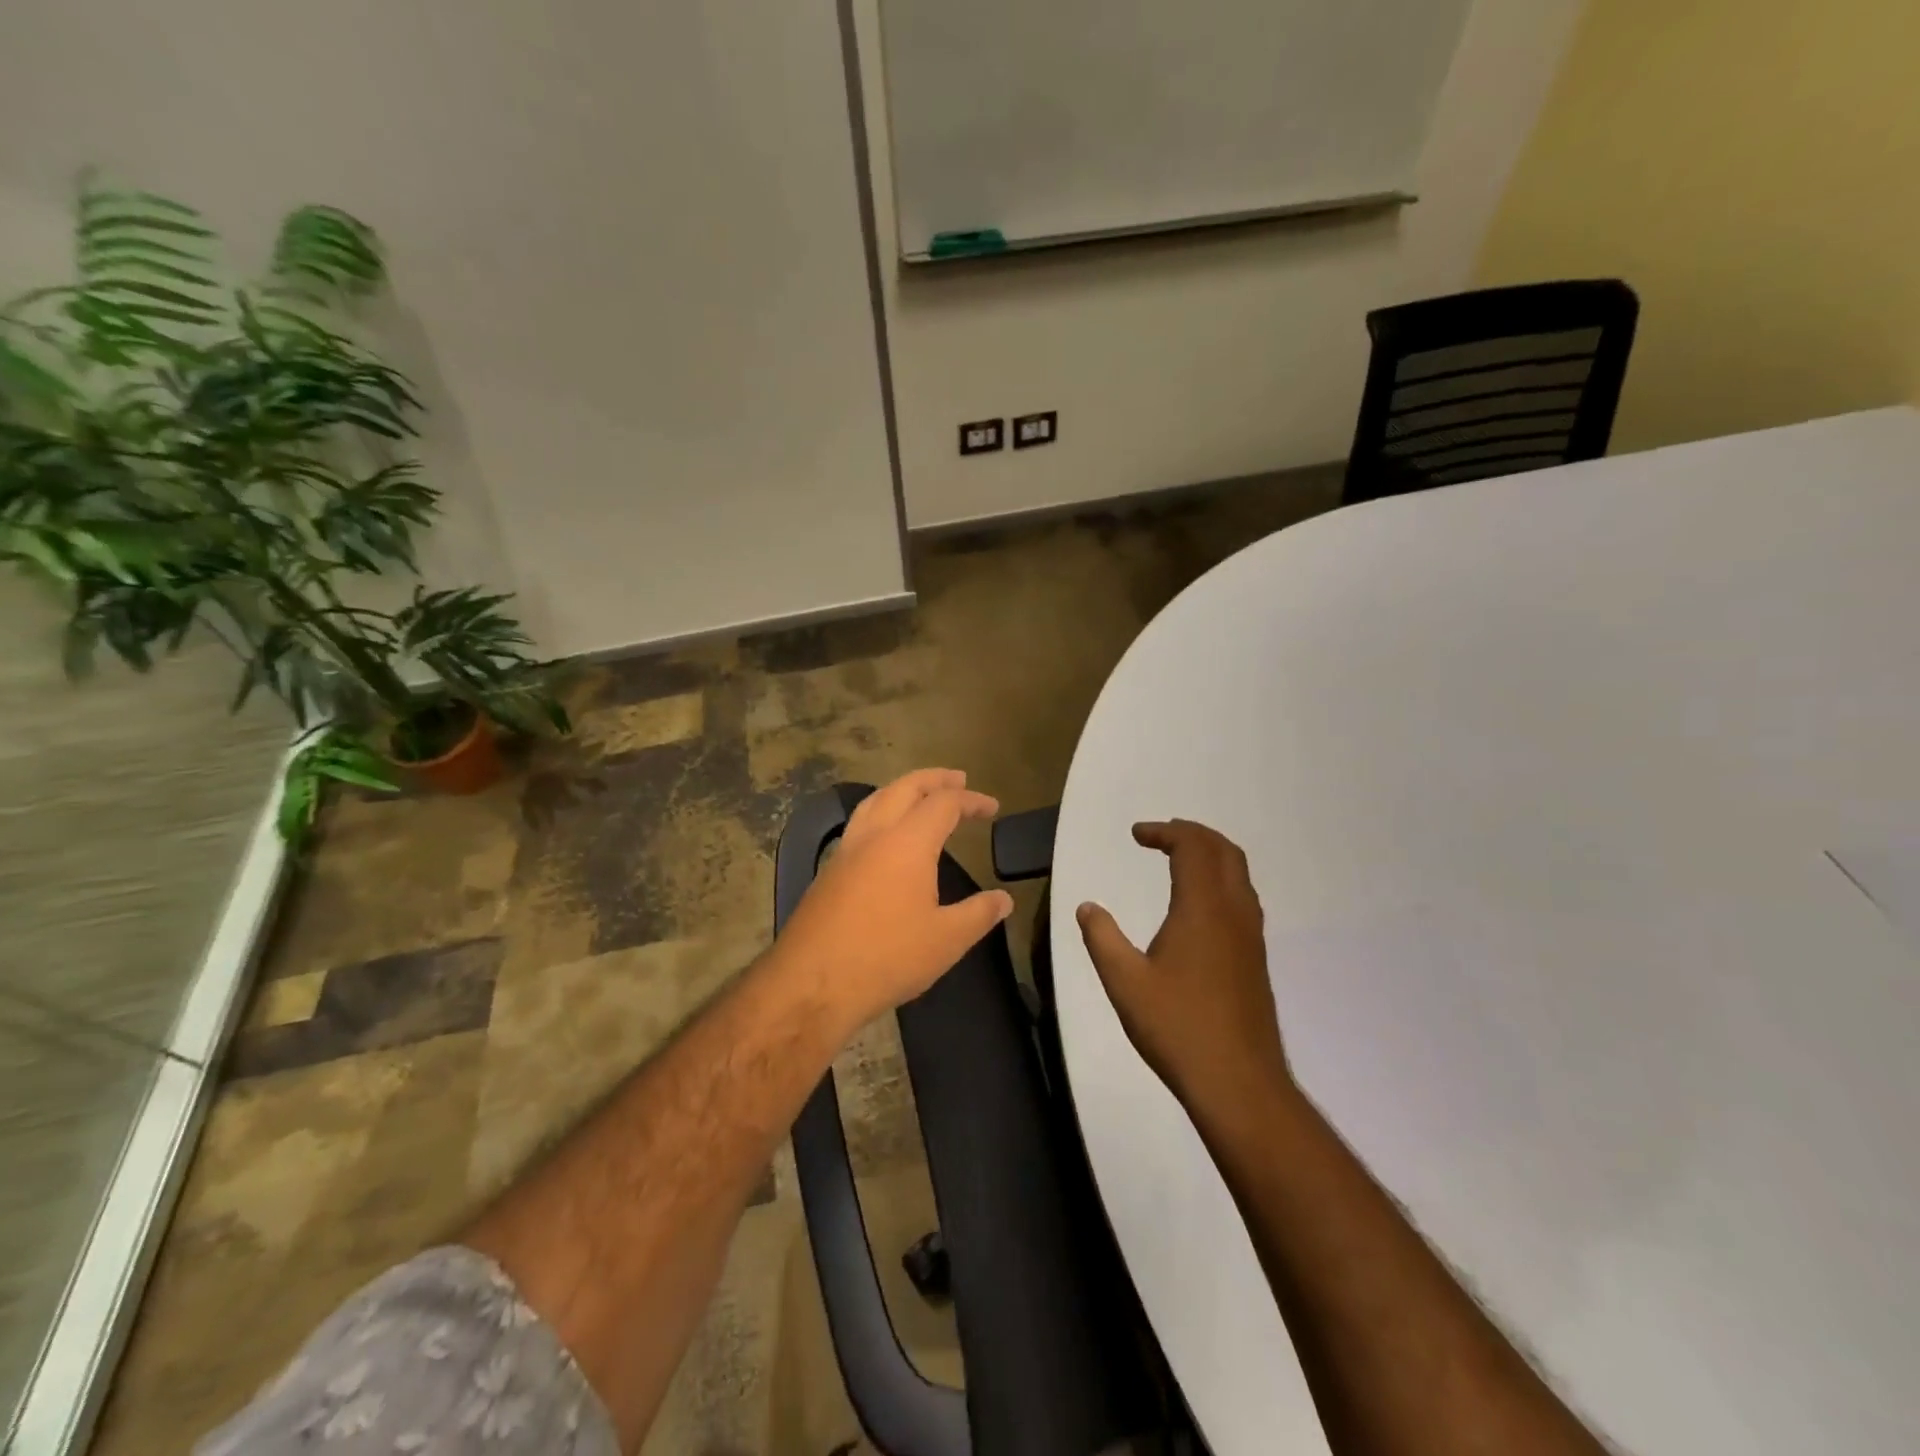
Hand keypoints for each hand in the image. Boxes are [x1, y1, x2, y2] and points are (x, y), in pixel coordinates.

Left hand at [772, 769, 1013, 1033]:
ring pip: (875, 800)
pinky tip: (886, 836)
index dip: (971, 800)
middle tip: (958, 779)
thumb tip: (1004, 899)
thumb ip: (979, 914)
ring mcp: (846, 851)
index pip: (944, 803)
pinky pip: (859, 824)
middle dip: (934, 779)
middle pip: (904, 787)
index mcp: (908, 842)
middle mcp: (874, 835)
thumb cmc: (887, 957)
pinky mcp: (828, 871)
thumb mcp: (946, 940)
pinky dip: (881, 812)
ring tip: (921, 795)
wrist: (811, 982)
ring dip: (902, 789)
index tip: (992, 808)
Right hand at [1076, 821, 1289, 1128]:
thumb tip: (1087, 906)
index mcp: (1203, 908)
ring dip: (1210, 855)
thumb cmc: (1177, 1027)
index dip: (1165, 831)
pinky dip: (1220, 880)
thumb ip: (1102, 938)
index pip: (1192, 847)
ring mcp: (1251, 935)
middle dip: (1192, 834)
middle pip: (1224, 850)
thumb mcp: (1124, 982)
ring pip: (1239, 873)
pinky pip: (1242, 898)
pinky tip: (1198, 907)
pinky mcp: (1256, 958)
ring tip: (1178, 860)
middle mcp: (1234, 912)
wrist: (1239, 1083)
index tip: (1137, 834)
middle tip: (1159, 837)